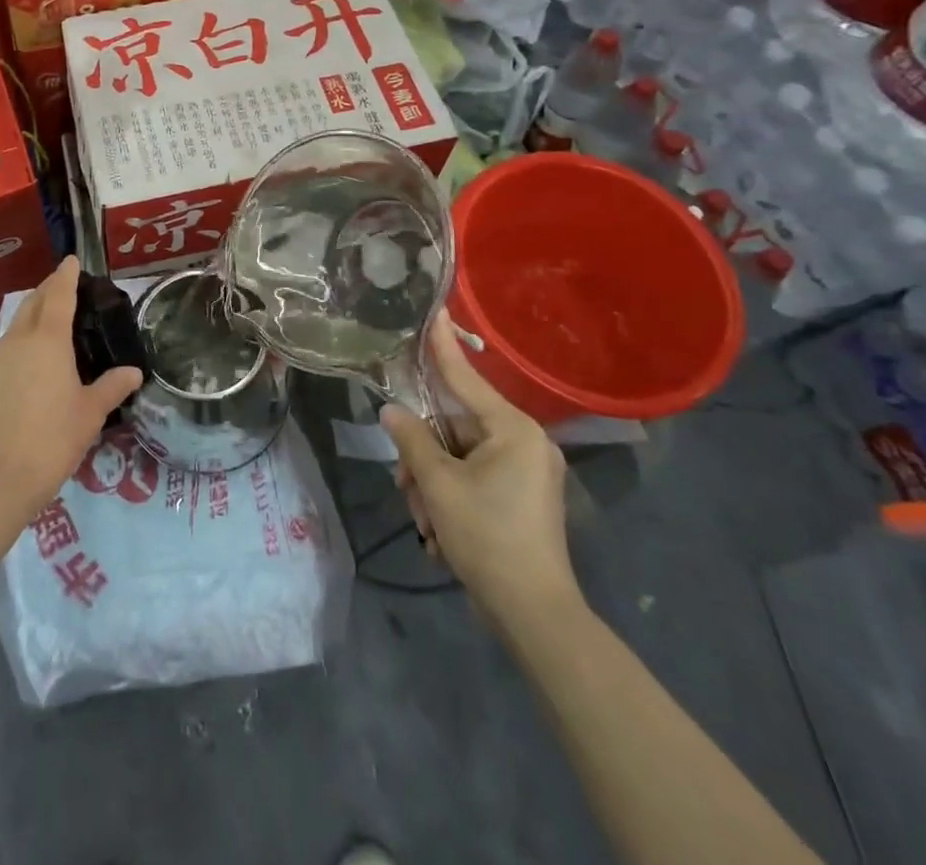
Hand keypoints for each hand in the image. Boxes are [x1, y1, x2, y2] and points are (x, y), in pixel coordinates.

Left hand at [0, 256, 142, 516]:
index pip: (58, 295)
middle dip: (46, 291)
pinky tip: (25, 371)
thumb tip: (133, 372)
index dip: (66, 275)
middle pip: (31, 304)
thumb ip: (112, 387)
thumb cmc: (52, 439)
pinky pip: (1, 354)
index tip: (71, 261)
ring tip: (47, 329)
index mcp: (47, 340)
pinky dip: (16, 350)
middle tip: (63, 289)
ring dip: (30, 319)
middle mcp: (17, 341)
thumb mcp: (90, 413)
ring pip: (13, 328)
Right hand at [380, 320, 582, 628]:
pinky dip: (450, 496)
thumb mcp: (438, 484)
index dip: (444, 346)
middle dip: (424, 455)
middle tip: (406, 485)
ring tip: (425, 520)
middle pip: (455, 427)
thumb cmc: (487, 537)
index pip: (467, 378)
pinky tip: (439, 530)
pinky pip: (474, 477)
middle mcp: (525, 442)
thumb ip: (412, 439)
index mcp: (513, 430)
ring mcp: (527, 471)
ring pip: (459, 456)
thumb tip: (392, 411)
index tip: (435, 311)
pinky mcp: (522, 496)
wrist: (534, 614)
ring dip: (432, 483)